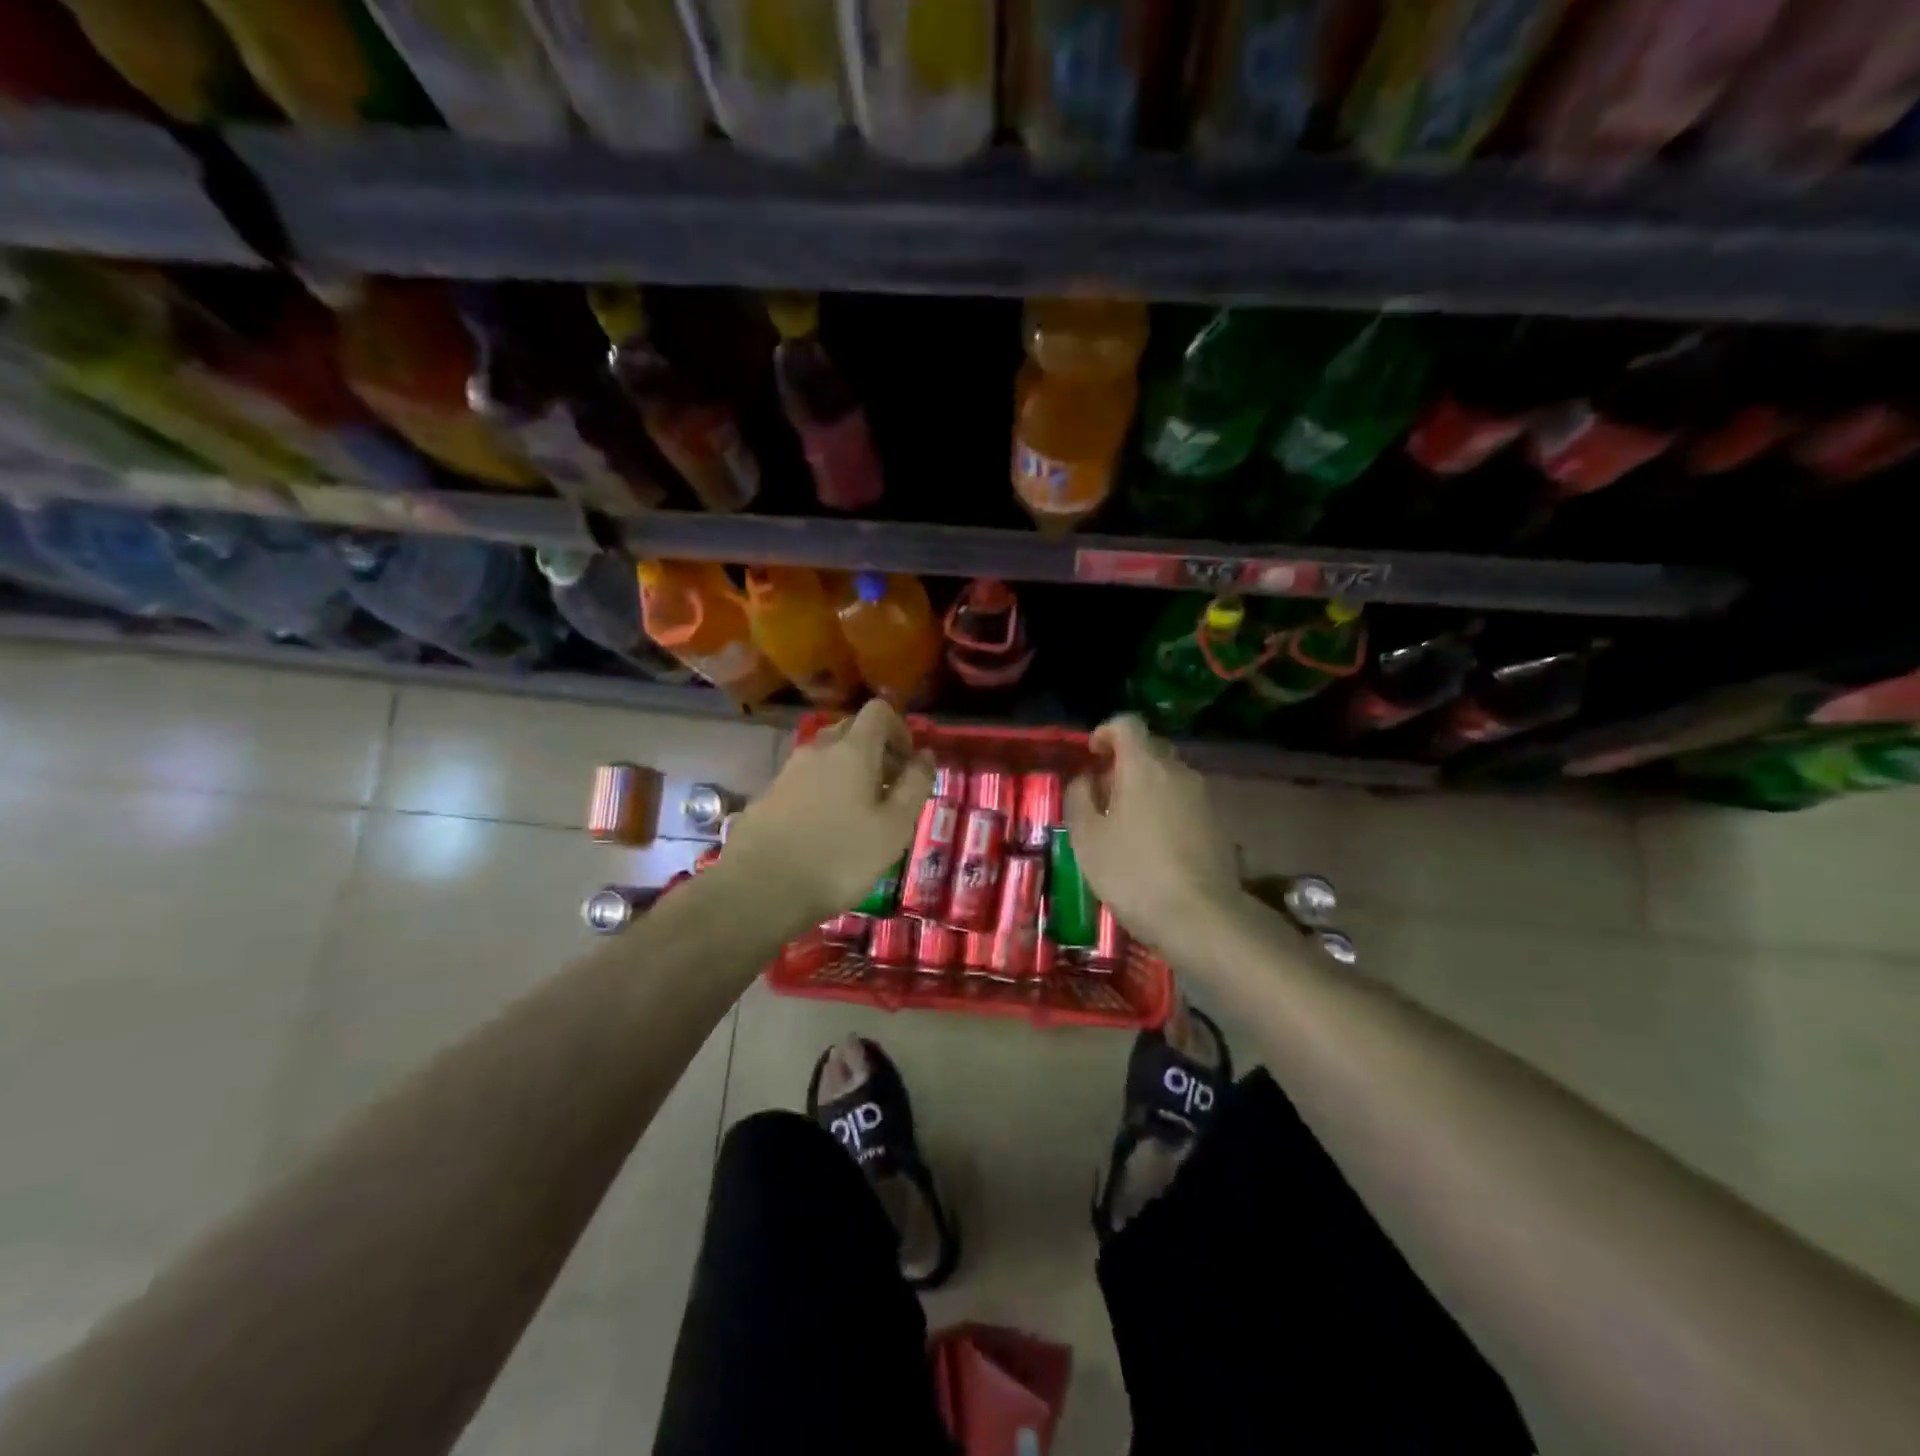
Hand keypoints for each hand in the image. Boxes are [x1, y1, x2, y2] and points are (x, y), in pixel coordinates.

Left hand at [721, 700, 934, 928]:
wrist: (759, 889)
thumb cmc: (840, 858)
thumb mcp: (894, 827)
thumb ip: (915, 785)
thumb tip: (925, 755)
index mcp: (852, 750)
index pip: (878, 711)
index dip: (900, 729)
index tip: (908, 764)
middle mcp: (818, 749)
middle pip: (851, 730)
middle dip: (875, 751)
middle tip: (888, 791)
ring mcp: (788, 771)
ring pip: (826, 756)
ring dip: (848, 772)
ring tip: (859, 815)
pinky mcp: (768, 795)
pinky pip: (805, 779)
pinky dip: (823, 791)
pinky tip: (825, 830)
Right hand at [1064, 714, 1242, 947]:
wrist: (1201, 917)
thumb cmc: (1132, 872)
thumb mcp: (1087, 838)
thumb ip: (1079, 798)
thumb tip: (1085, 780)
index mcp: (1144, 766)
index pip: (1127, 724)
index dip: (1105, 732)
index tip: (1091, 756)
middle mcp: (1179, 771)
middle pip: (1150, 750)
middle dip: (1125, 764)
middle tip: (1103, 795)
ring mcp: (1204, 797)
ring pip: (1169, 778)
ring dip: (1146, 789)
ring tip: (1126, 825)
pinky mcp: (1219, 824)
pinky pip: (1185, 803)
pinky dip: (1166, 811)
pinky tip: (1154, 846)